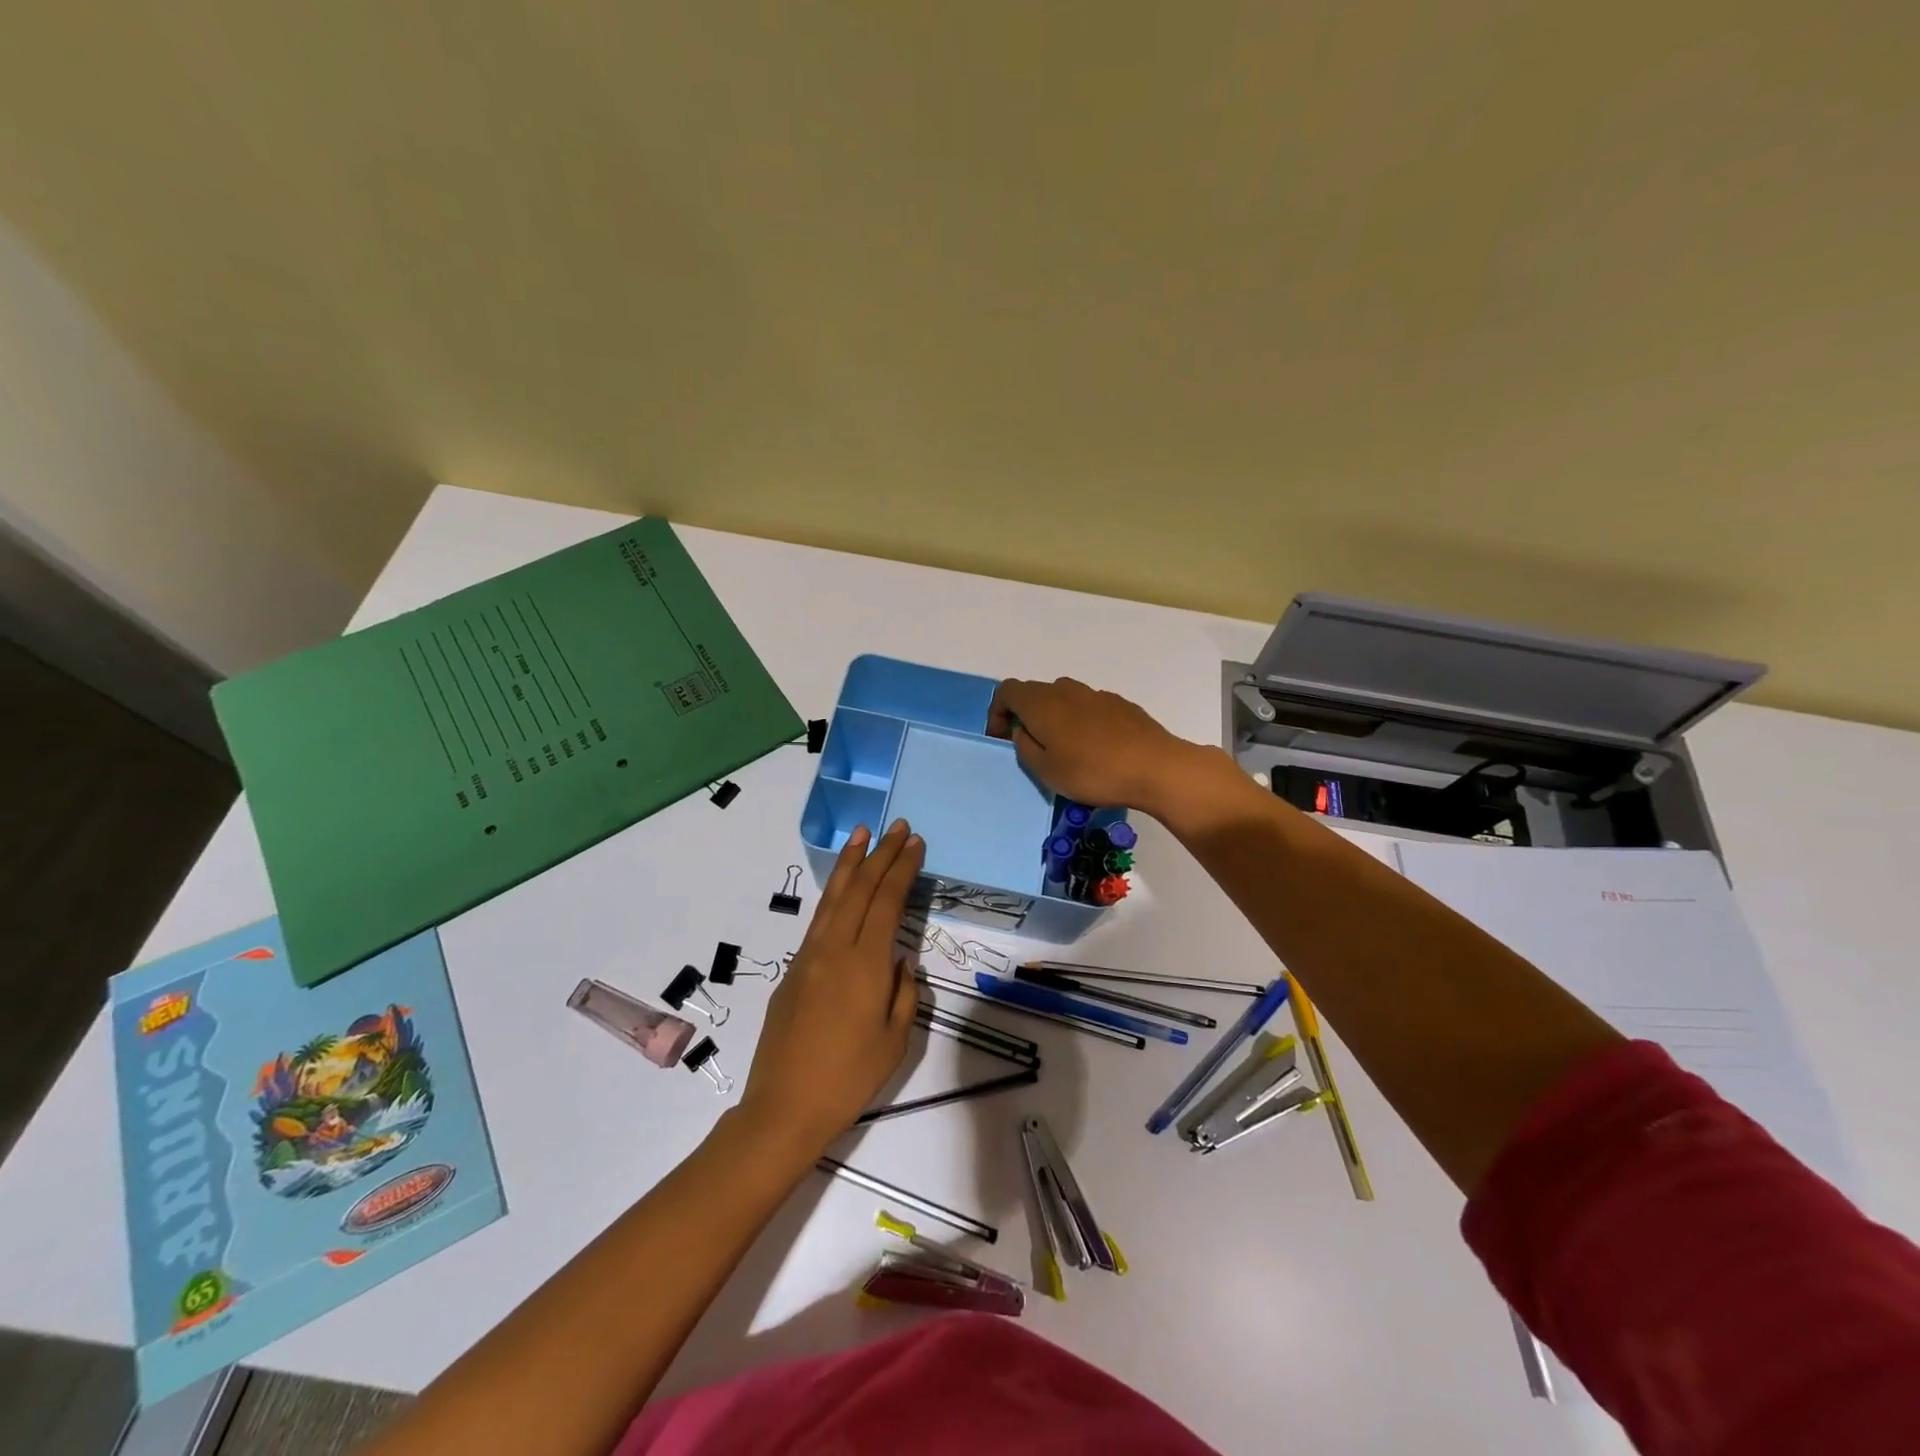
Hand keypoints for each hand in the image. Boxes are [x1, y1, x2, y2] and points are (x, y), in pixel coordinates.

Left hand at [738, 819, 923, 1154]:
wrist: (783, 1108)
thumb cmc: (848, 1079)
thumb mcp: (895, 1040)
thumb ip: (904, 992)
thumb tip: (901, 959)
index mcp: (865, 964)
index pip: (887, 901)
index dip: (902, 869)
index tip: (915, 843)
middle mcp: (834, 949)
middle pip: (860, 889)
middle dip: (880, 854)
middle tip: (898, 827)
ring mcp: (809, 957)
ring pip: (833, 897)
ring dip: (850, 863)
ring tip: (861, 834)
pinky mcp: (793, 971)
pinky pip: (819, 920)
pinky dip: (834, 893)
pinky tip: (842, 888)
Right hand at [986, 677, 1202, 813]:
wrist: (1156, 767)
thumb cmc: (1093, 772)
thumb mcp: (1046, 770)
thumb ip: (1024, 747)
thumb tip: (1022, 730)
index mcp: (1042, 703)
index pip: (1007, 691)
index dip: (997, 712)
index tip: (1001, 739)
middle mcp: (1066, 690)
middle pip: (1036, 693)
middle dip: (1026, 716)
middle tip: (1032, 747)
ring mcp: (1096, 694)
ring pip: (1064, 699)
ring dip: (1055, 718)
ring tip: (1065, 750)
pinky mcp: (1120, 704)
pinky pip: (1089, 707)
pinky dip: (1081, 721)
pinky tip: (1096, 749)